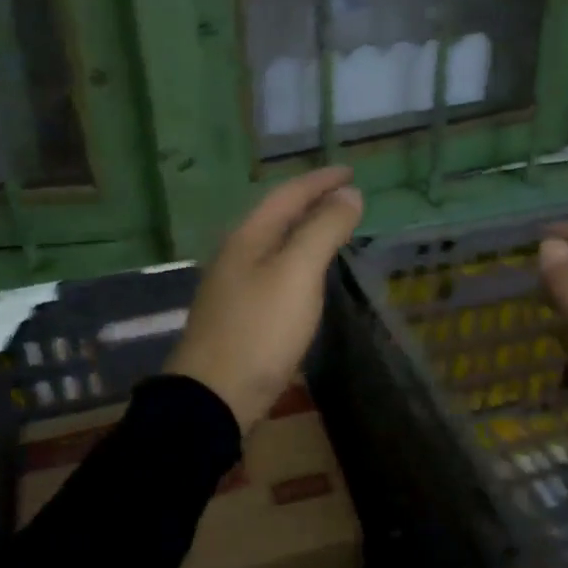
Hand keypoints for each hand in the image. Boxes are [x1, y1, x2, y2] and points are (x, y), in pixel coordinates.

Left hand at [165, 166, 364, 432]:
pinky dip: (298, 260)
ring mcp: (235, 286)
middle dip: (312, 201)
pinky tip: (308, 275)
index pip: (288, 195)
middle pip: (278, 216)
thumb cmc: (260, 329)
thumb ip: (323, 230)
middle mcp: (237, 254)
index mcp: (248, 237)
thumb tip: (349, 194)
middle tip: (346, 196)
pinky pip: (275, 271)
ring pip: (275, 244)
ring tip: (333, 227)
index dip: (321, 181)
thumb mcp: (297, 273)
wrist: (215, 395)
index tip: (351, 172)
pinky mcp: (241, 314)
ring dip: (305, 230)